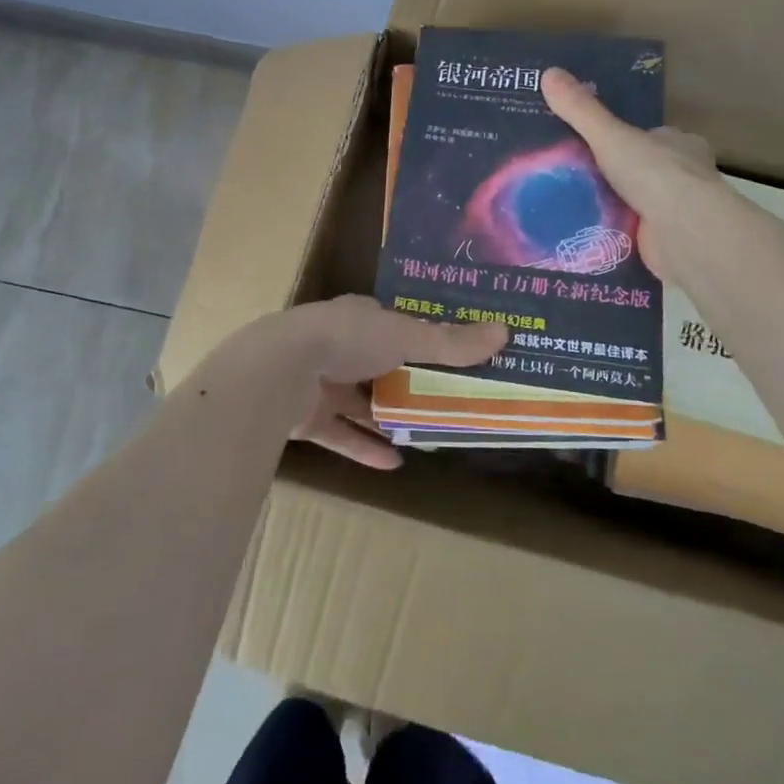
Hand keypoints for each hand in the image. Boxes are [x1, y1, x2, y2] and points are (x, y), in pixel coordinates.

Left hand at [228, 297, 506, 469]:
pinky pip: (342, 434)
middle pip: (380, 364)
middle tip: (446, 400)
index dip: (421, 336)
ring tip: (426, 434)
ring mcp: (320, 382)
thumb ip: (450, 342)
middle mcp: (339, 346)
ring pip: (360, 401)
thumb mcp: (406, 336)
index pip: (394, 323)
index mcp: (359, 318)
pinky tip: (395, 465)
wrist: (280, 371)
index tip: (452, 353)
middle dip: (407, 381)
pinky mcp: (307, 417)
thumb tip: (504, 332)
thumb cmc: (347, 340)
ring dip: (388, 417)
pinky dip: (365, 448)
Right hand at [541, 67, 717, 282]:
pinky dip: (609, 234)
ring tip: (564, 204)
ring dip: (608, 206)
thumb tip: (548, 72)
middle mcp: (684, 177)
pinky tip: (579, 233)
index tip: (591, 144)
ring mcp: (676, 213)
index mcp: (680, 145)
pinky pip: (630, 234)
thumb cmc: (655, 174)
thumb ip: (580, 110)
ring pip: (635, 204)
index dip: (621, 139)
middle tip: (568, 176)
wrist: (684, 233)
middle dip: (611, 175)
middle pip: (640, 171)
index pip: (649, 137)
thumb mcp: (609, 135)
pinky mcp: (666, 243)